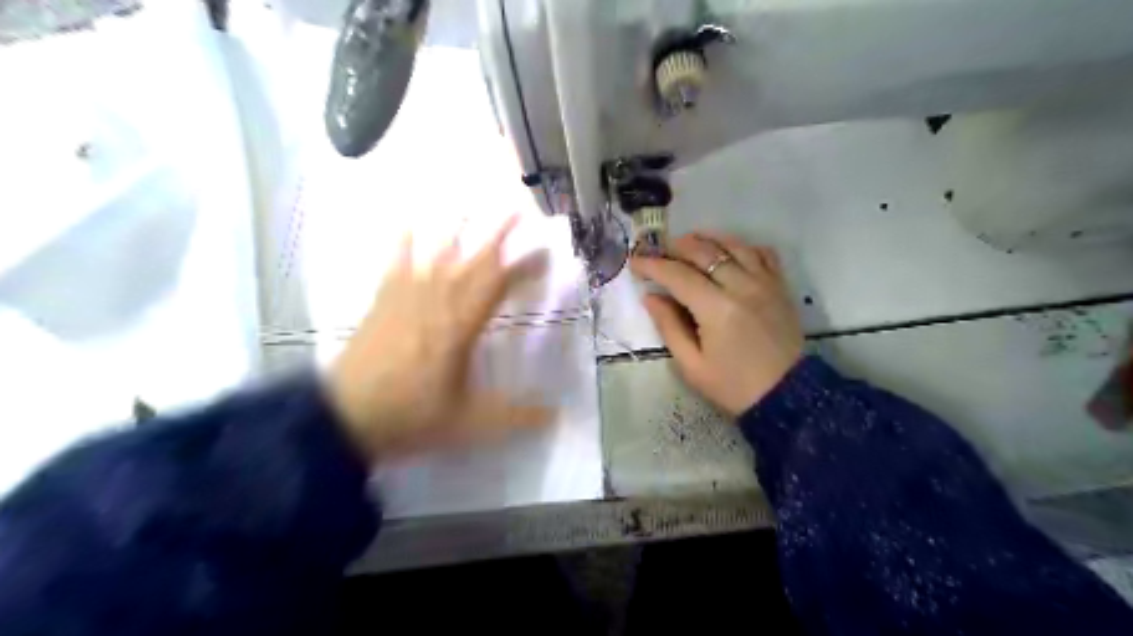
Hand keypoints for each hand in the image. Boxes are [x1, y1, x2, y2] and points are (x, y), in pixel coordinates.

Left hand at [327, 214, 553, 462]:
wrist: (345, 417)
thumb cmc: (411, 416)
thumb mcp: (469, 423)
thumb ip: (514, 417)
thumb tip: (557, 416)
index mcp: (460, 325)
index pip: (499, 284)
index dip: (524, 267)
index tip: (545, 255)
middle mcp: (436, 300)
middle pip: (471, 260)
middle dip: (497, 234)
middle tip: (517, 209)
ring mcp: (406, 296)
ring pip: (437, 253)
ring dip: (458, 227)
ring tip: (472, 202)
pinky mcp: (383, 301)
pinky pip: (396, 263)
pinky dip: (403, 241)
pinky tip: (407, 221)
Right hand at [627, 235, 803, 416]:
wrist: (787, 396)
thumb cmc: (733, 386)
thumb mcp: (692, 365)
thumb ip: (669, 327)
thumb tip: (651, 297)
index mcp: (717, 309)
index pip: (678, 275)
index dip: (653, 265)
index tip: (635, 262)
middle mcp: (742, 286)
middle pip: (705, 251)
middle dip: (677, 247)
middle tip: (658, 251)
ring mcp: (765, 283)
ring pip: (734, 245)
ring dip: (708, 238)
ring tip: (689, 242)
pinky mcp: (780, 286)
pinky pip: (763, 253)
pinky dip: (742, 246)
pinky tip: (729, 250)